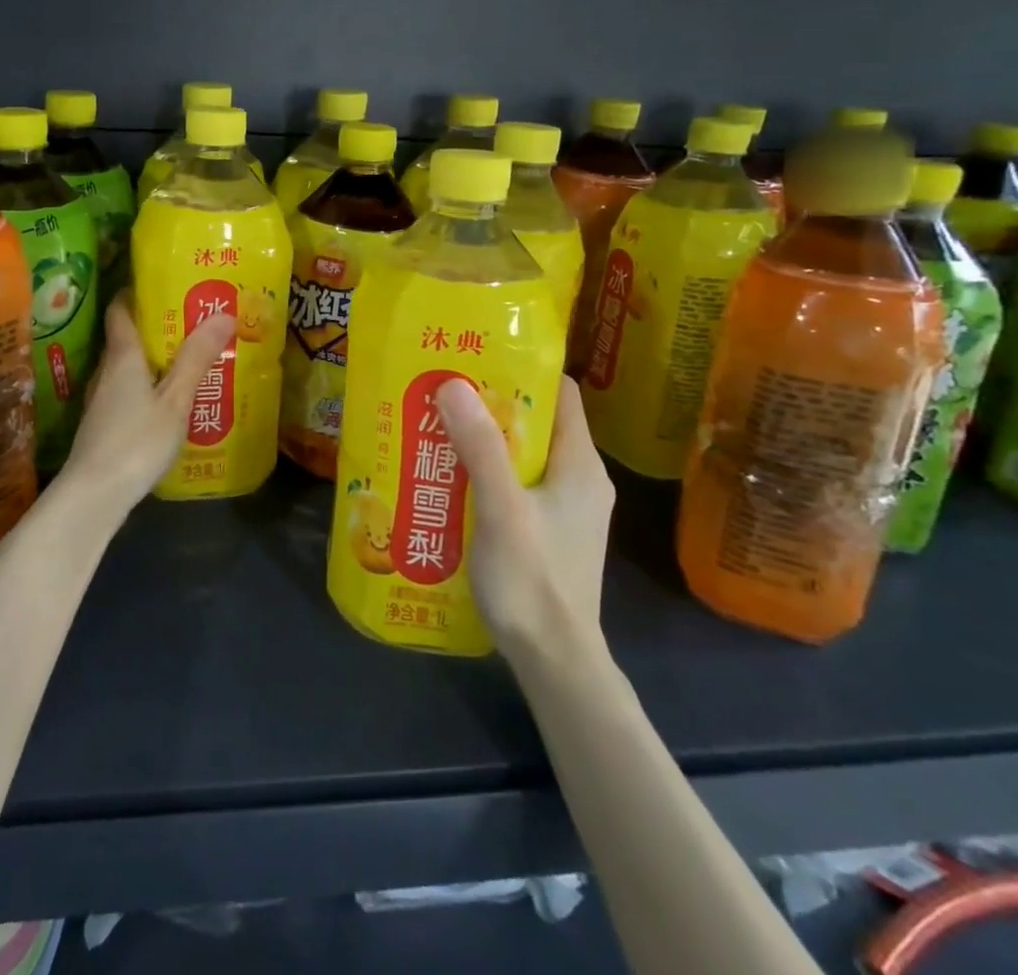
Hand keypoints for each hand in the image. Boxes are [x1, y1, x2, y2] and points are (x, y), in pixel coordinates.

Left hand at [55, 293, 234, 522]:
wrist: (94, 495)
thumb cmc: (136, 441)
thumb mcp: (175, 399)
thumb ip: (196, 358)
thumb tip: (224, 312)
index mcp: (122, 356)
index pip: (120, 309)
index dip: (137, 291)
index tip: (164, 283)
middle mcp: (106, 371)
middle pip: (126, 337)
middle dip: (156, 326)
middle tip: (192, 322)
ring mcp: (100, 399)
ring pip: (127, 367)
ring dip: (153, 359)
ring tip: (188, 359)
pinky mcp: (103, 424)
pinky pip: (127, 391)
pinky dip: (147, 386)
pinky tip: (169, 401)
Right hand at [436, 374, 613, 658]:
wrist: (554, 661)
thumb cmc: (533, 580)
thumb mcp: (502, 508)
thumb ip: (480, 447)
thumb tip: (454, 383)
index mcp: (580, 464)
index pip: (561, 393)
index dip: (523, 370)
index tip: (476, 357)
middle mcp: (579, 479)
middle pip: (537, 421)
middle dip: (491, 404)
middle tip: (443, 390)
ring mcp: (564, 507)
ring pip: (522, 454)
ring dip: (483, 439)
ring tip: (437, 426)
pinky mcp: (547, 530)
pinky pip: (516, 483)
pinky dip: (486, 472)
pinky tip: (449, 477)